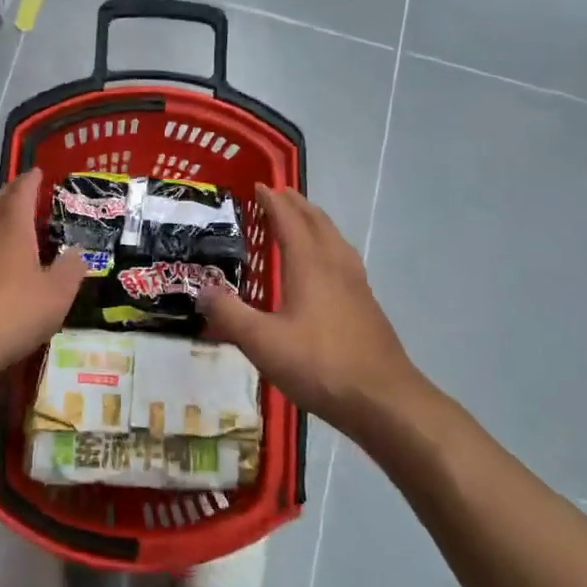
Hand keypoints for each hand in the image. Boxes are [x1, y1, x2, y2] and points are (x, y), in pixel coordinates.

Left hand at [0, 169, 86, 388]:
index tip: (36, 172)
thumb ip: (70, 271)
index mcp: (11, 229)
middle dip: (9, 194)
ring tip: (6, 227)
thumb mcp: (56, 296)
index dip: (30, 181)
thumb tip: (77, 253)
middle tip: (22, 193)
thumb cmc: (11, 314)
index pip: (21, 193)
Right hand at [201, 185, 423, 443]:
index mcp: (310, 263)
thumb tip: (203, 290)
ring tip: (300, 222)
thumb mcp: (263, 342)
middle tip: (277, 196)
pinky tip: (324, 269)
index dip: (273, 200)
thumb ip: (230, 314)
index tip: (258, 186)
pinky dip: (327, 246)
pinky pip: (343, 258)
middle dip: (296, 204)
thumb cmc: (320, 364)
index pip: (289, 218)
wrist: (384, 400)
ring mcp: (356, 284)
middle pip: (316, 221)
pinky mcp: (366, 304)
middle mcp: (335, 264)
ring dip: (315, 222)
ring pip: (334, 238)